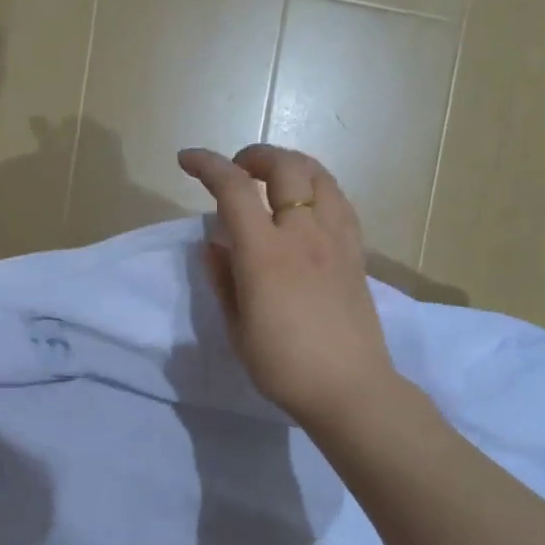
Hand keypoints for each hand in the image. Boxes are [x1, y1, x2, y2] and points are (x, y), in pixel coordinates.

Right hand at [177, 144, 401, 428]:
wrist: (349, 388)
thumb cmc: (284, 367)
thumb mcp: (238, 329)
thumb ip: (223, 280)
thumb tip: (213, 245)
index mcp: (265, 254)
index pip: (234, 189)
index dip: (208, 166)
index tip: (187, 160)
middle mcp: (304, 234)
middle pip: (286, 167)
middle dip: (256, 156)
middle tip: (238, 170)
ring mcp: (337, 240)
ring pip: (320, 177)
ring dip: (292, 166)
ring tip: (275, 179)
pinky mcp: (357, 254)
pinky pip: (340, 203)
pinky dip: (318, 189)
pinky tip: (309, 207)